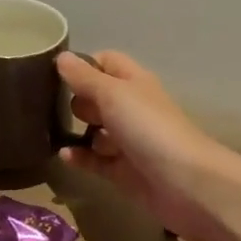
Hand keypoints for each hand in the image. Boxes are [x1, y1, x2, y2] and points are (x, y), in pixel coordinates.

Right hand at [56, 51, 238, 240]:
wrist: (187, 184)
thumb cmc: (149, 128)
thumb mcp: (112, 94)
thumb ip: (84, 77)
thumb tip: (61, 57)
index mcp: (133, 82)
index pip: (106, 62)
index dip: (84, 65)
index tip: (58, 75)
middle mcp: (131, 108)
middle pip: (97, 97)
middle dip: (77, 100)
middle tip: (57, 107)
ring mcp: (128, 141)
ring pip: (95, 130)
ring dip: (76, 130)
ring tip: (54, 132)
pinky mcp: (123, 171)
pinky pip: (95, 160)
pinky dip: (80, 157)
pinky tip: (64, 156)